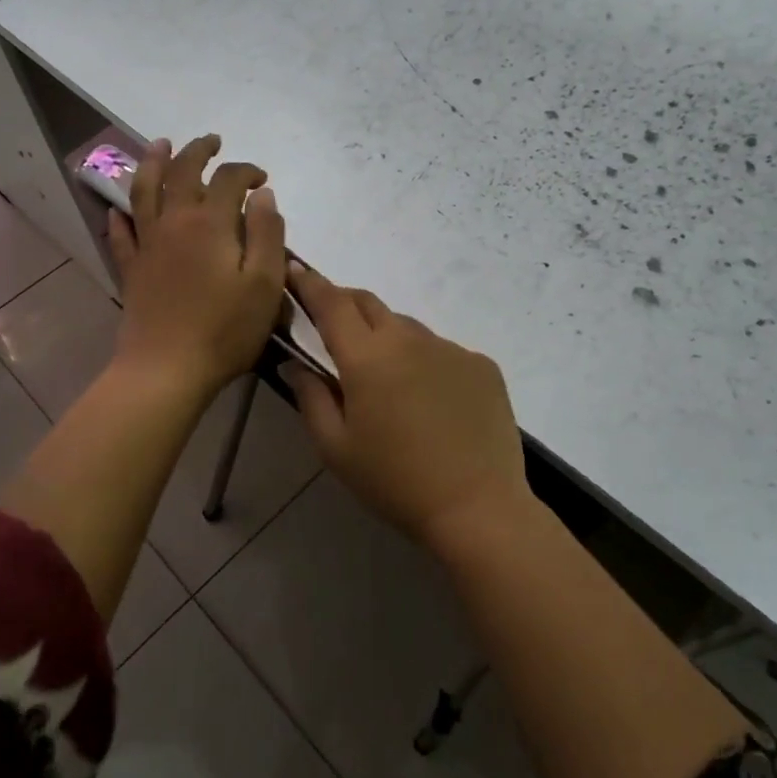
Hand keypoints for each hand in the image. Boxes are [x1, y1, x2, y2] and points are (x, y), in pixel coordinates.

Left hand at [107, 134, 286, 402]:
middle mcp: (174, 223)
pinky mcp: (131, 270)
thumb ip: (267, 233)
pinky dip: (120, 216)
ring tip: (160, 144)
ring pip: (145, 191)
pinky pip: (121, 233)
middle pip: (183, 173)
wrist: (166, 369)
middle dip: (199, 152)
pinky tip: (118, 208)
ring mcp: (147, 245)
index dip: (247, 171)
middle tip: (212, 141)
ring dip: (154, 163)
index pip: (229, 180)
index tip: (263, 179)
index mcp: (211, 224)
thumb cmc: (225, 329)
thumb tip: (262, 195)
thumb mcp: (265, 283)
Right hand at [282, 265, 531, 551]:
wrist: (478, 508)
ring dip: (387, 339)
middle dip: (344, 303)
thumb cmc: (395, 482)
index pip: (331, 303)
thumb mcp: (337, 448)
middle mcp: (409, 339)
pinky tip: (431, 401)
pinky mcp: (481, 365)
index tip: (296, 270)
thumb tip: (295, 363)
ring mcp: (450, 348)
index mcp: (367, 357)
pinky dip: (425, 362)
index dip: (310, 283)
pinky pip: (442, 351)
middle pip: (369, 304)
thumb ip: (310, 397)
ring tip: (387, 380)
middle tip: (332, 325)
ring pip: (407, 328)